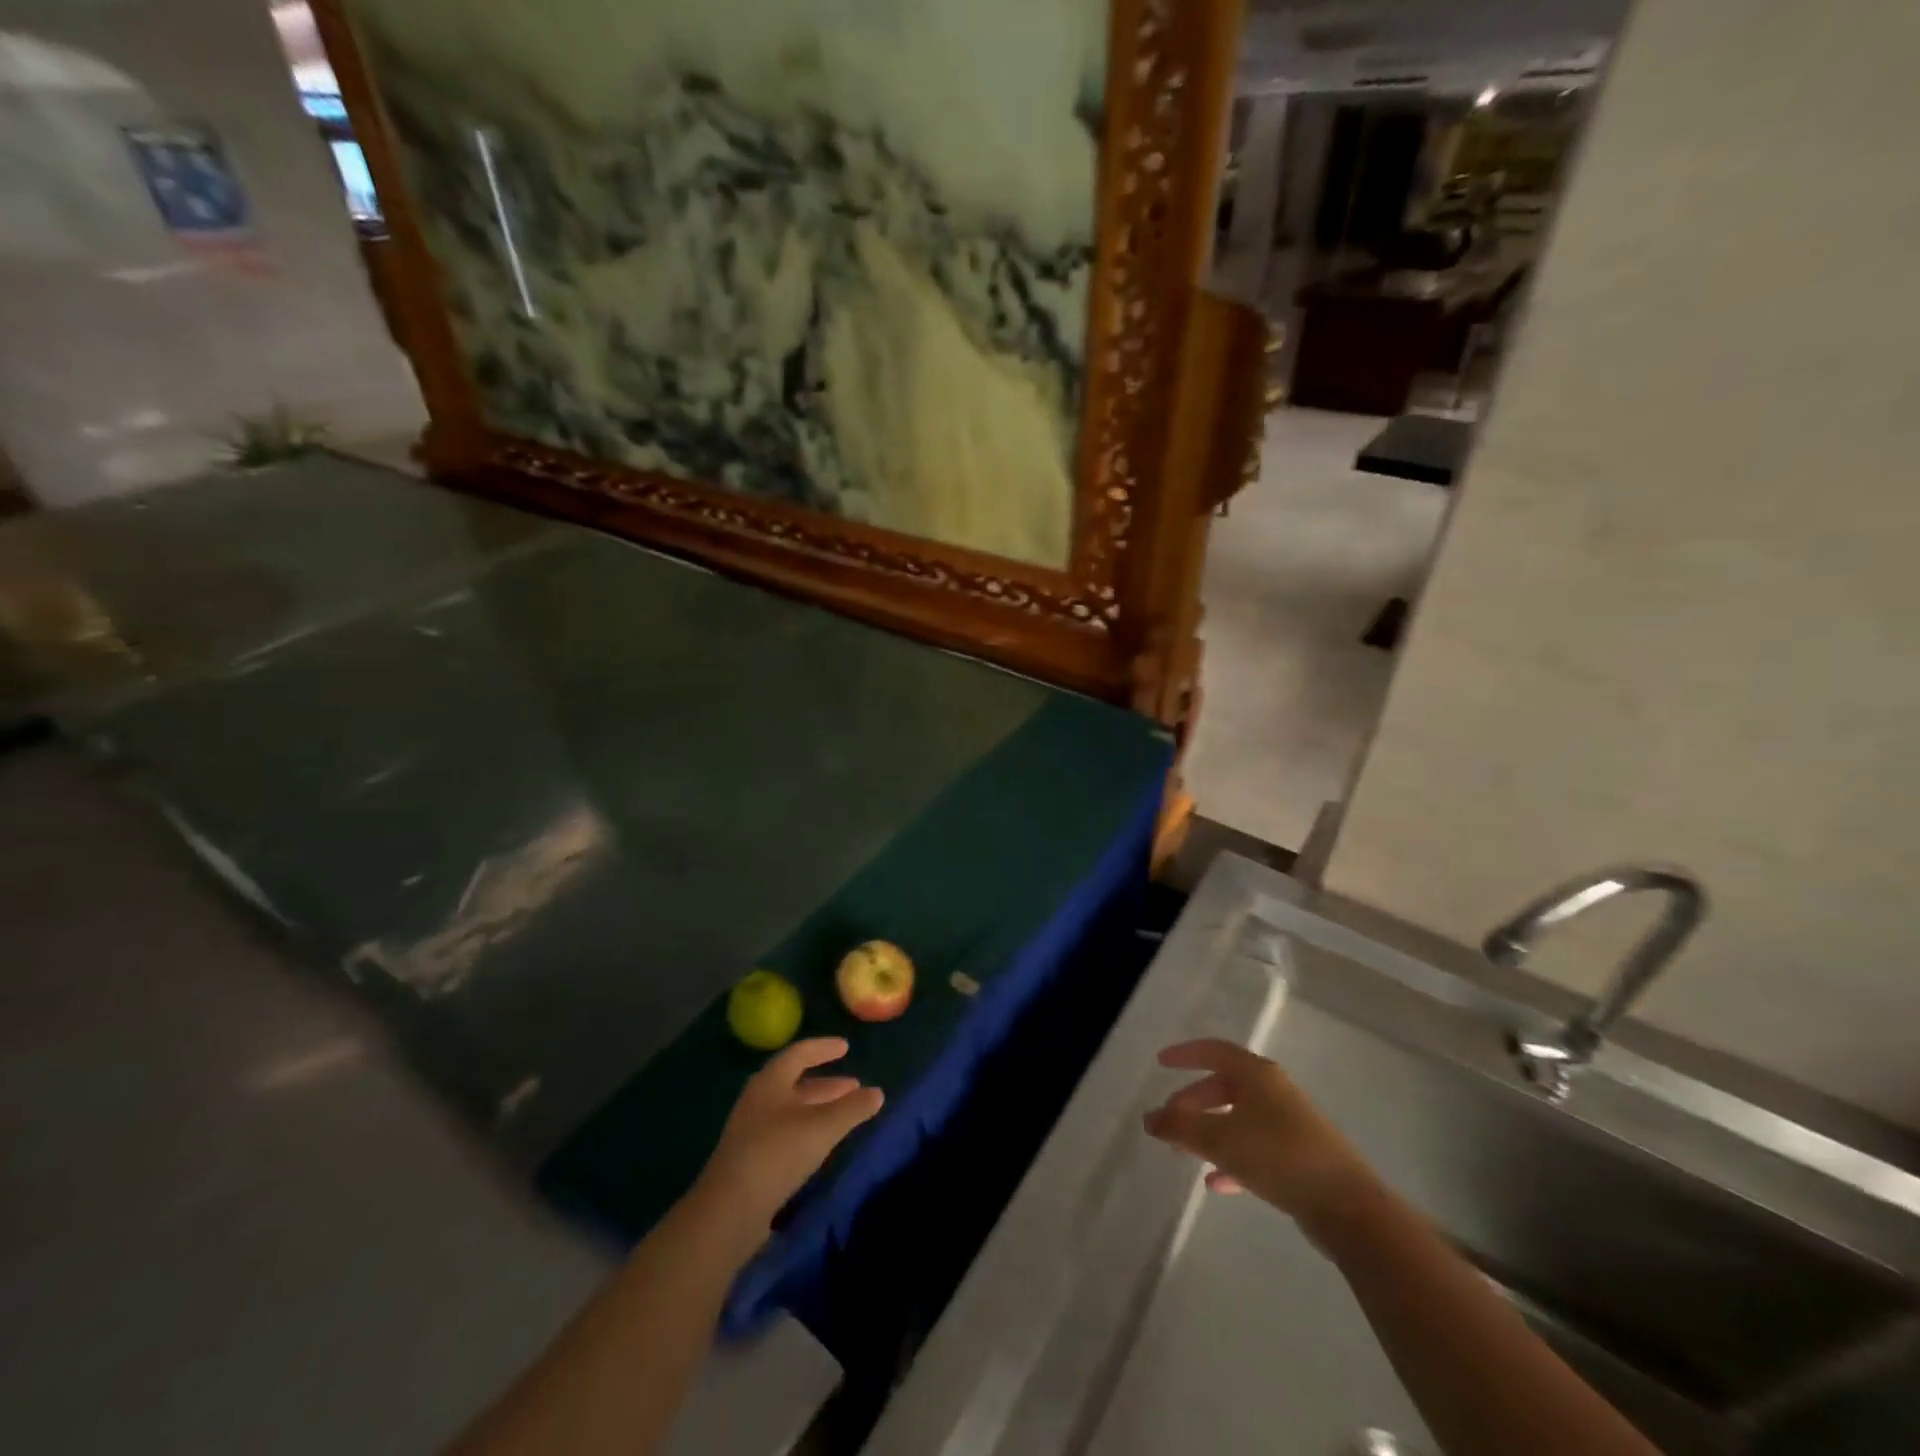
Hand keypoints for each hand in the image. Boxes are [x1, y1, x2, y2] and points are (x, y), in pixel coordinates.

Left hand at [695, 1038, 884, 1232]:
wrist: (728, 1211)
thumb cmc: (777, 1153)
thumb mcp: (822, 1127)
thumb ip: (852, 1109)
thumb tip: (878, 1093)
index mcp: (770, 1081)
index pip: (800, 1053)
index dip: (824, 1048)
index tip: (846, 1047)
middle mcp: (758, 1099)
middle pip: (796, 1082)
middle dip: (827, 1083)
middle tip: (854, 1086)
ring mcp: (751, 1129)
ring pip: (791, 1108)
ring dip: (819, 1106)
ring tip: (845, 1113)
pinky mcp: (750, 1157)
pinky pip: (785, 1130)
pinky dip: (807, 1127)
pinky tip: (821, 1142)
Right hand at [1144, 1038, 1376, 1240]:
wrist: (1348, 1208)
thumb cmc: (1279, 1157)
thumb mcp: (1220, 1139)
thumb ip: (1180, 1126)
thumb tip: (1149, 1117)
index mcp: (1257, 1075)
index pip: (1214, 1051)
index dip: (1185, 1054)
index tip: (1160, 1062)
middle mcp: (1274, 1092)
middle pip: (1224, 1086)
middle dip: (1193, 1101)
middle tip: (1169, 1119)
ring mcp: (1289, 1124)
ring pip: (1238, 1119)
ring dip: (1209, 1132)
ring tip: (1184, 1152)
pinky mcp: (1299, 1157)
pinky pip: (1254, 1148)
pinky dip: (1232, 1159)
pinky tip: (1215, 1183)